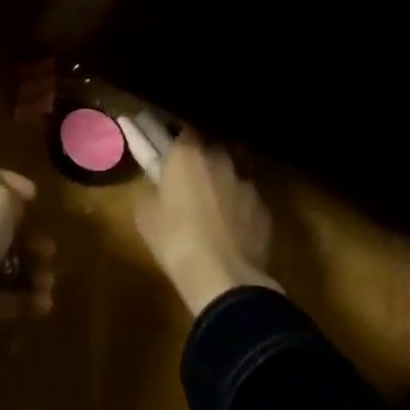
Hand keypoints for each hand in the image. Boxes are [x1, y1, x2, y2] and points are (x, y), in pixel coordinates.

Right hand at [135, 131, 279, 315]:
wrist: (224, 279)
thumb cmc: (176, 240)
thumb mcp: (145, 215)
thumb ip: (150, 189)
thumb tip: (156, 186)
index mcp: (187, 153)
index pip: (181, 130)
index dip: (174, 140)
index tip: (166, 150)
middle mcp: (220, 159)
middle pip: (209, 151)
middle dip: (200, 163)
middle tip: (188, 183)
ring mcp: (246, 184)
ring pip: (230, 176)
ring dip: (221, 186)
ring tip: (212, 211)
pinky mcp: (264, 211)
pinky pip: (246, 203)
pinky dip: (239, 211)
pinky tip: (231, 232)